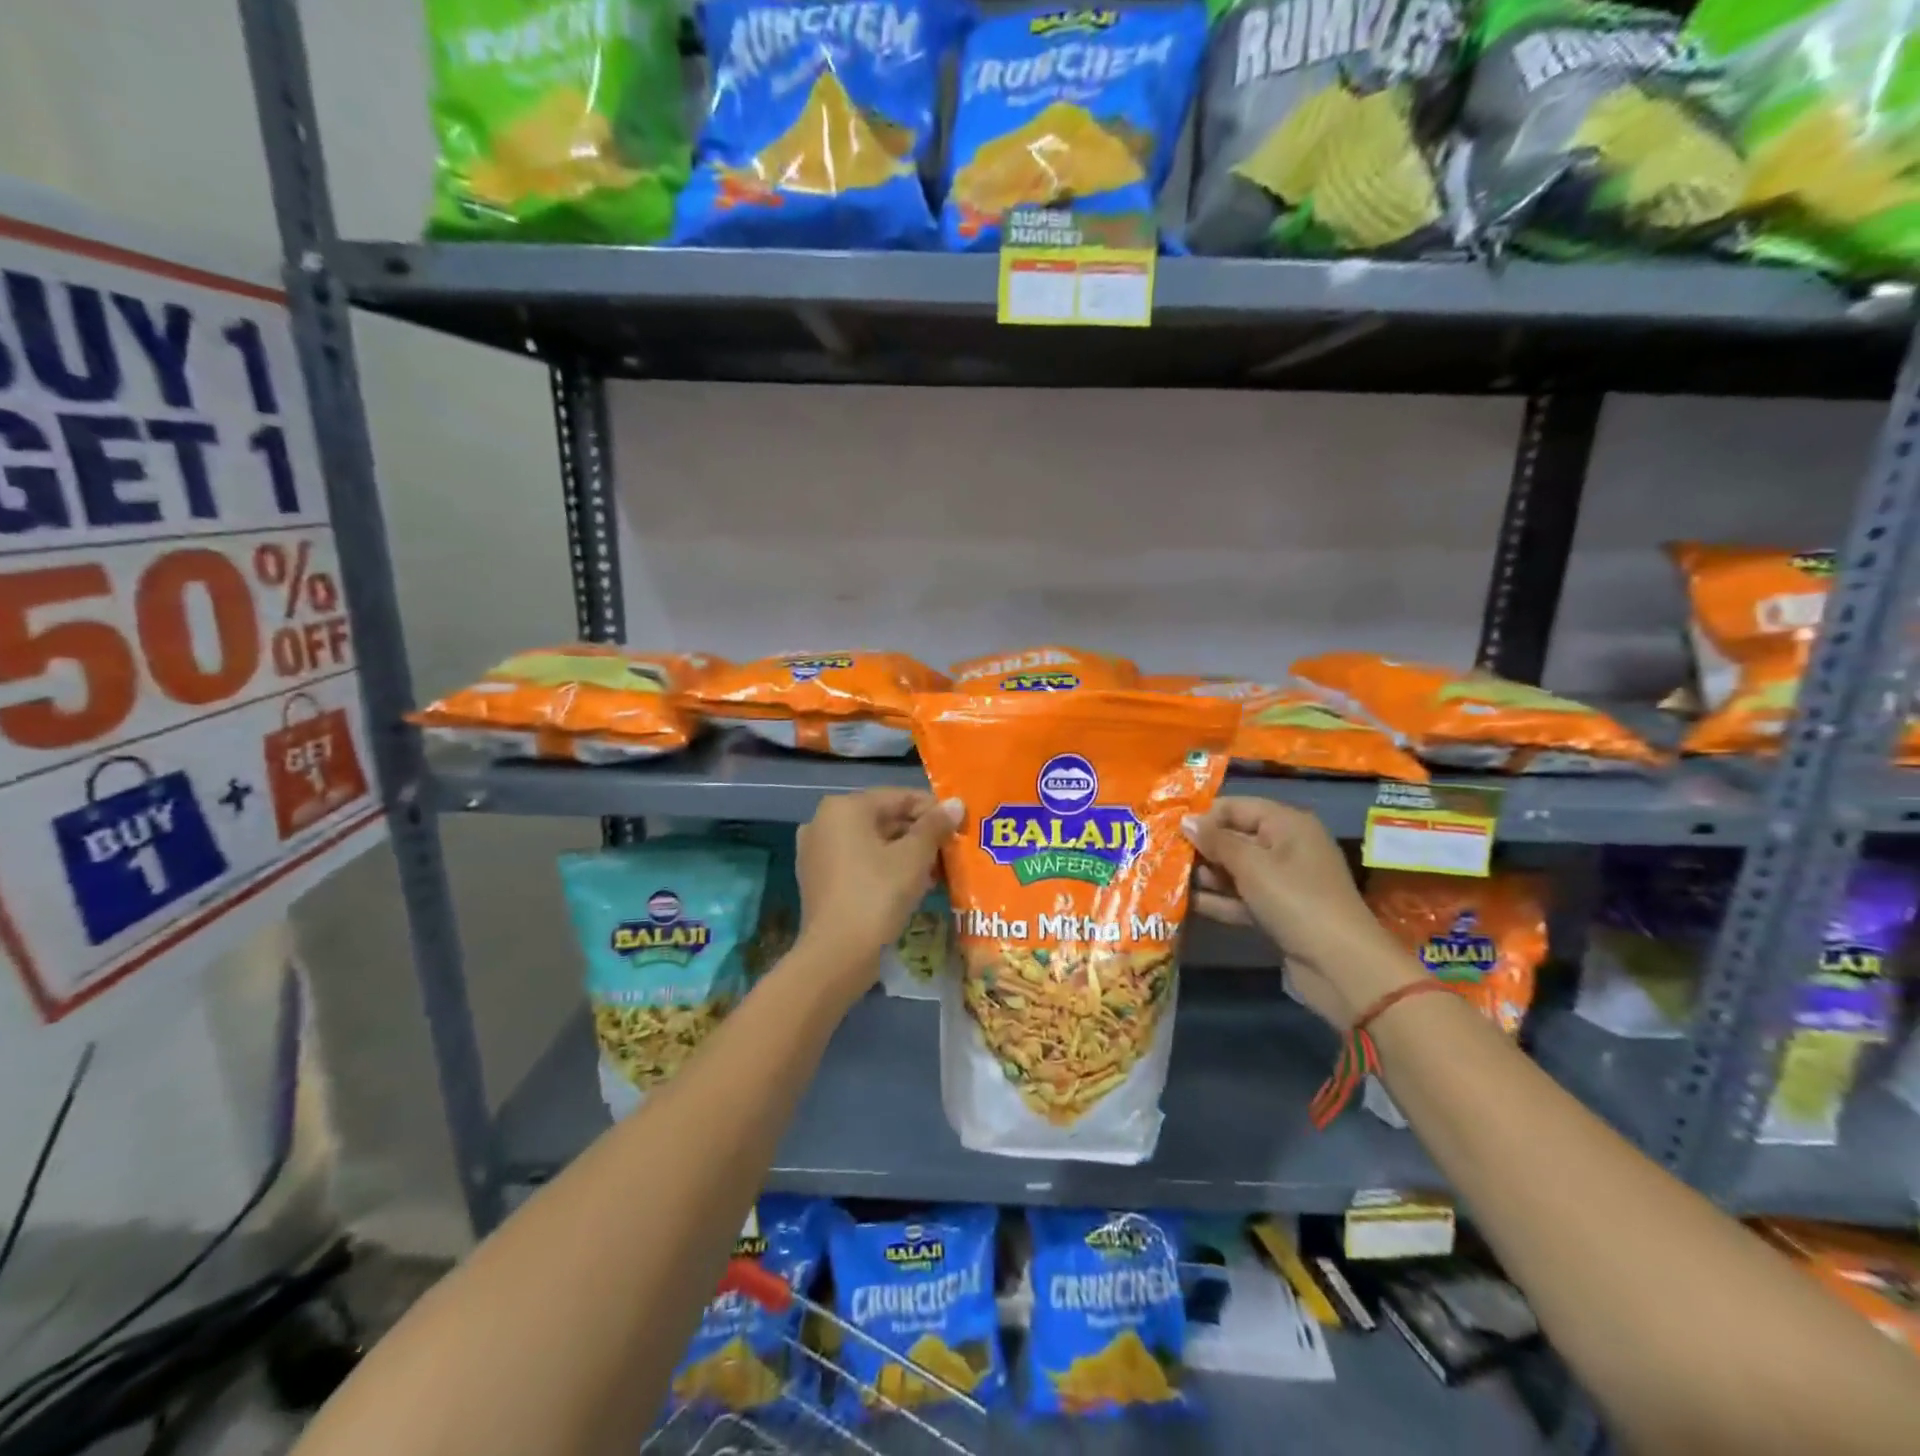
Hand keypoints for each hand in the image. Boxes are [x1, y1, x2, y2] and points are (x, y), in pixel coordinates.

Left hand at [796, 790, 959, 976]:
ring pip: (873, 843)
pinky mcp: (818, 879)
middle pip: (885, 819)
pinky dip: (884, 868)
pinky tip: (912, 886)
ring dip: (906, 854)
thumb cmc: (877, 896)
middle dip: (921, 835)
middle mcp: (824, 822)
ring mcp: (817, 852)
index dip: (934, 810)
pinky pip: (858, 862)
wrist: (836, 956)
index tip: (961, 827)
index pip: (900, 797)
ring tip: (938, 872)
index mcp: (844, 808)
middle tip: (952, 852)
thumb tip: (956, 803)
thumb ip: (935, 826)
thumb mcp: (914, 858)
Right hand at [1183, 799, 1420, 1030]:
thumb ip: (1216, 841)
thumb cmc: (1295, 900)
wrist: (1341, 966)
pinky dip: (1218, 900)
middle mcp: (1286, 847)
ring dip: (1205, 876)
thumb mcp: (1252, 865)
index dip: (1204, 817)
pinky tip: (1184, 904)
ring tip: (1166, 881)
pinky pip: (1241, 898)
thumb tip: (1186, 820)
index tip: (1169, 832)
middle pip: (1234, 838)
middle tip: (1162, 857)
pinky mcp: (1277, 912)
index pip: (1236, 807)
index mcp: (1287, 824)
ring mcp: (1282, 882)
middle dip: (1200, 848)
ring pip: (1235, 871)